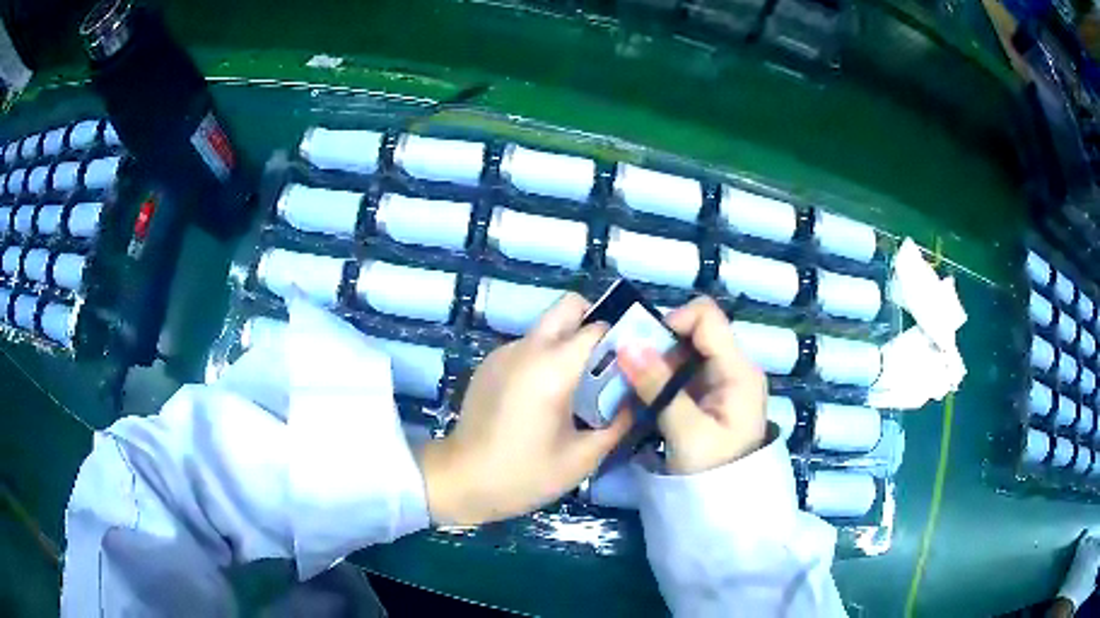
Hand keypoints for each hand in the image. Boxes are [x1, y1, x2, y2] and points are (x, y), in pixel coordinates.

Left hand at [419, 293, 632, 524]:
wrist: (461, 480)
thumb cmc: (524, 474)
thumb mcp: (583, 457)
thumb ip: (618, 423)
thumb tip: (637, 399)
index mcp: (553, 367)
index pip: (598, 327)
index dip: (622, 338)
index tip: (634, 359)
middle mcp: (528, 348)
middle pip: (569, 306)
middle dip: (593, 322)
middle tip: (605, 361)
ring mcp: (504, 353)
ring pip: (547, 327)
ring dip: (568, 343)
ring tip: (577, 386)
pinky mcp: (490, 364)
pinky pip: (528, 347)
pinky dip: (545, 358)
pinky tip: (544, 397)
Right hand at [617, 296, 767, 474]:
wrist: (727, 506)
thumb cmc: (713, 470)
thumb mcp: (686, 431)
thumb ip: (659, 387)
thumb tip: (628, 345)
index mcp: (738, 370)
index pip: (706, 317)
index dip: (672, 321)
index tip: (641, 348)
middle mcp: (733, 367)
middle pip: (694, 332)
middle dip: (659, 344)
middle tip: (628, 369)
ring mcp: (722, 381)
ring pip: (685, 352)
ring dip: (656, 363)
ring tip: (631, 384)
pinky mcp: (709, 396)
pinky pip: (682, 373)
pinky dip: (661, 378)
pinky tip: (643, 395)